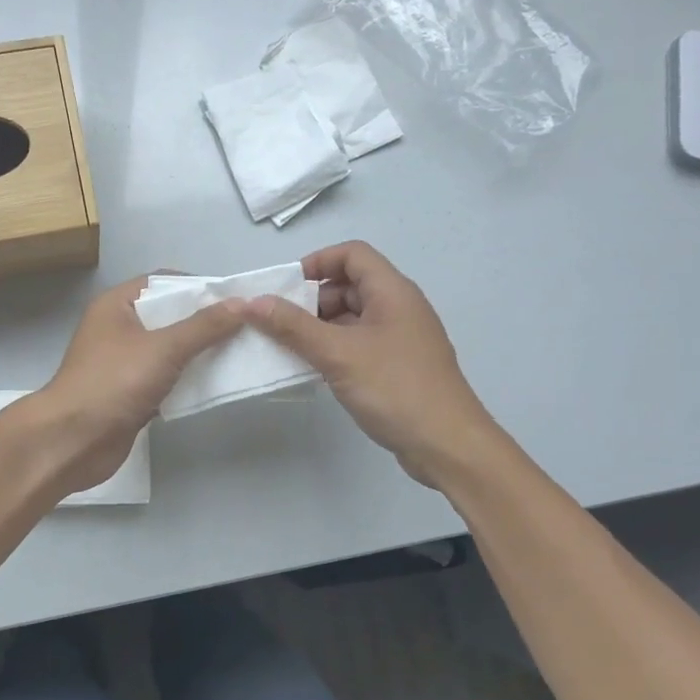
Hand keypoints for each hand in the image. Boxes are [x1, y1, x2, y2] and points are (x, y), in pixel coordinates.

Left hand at [32, 275, 243, 493]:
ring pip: (169, 351)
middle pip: (169, 317)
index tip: (233, 297)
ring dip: (199, 353)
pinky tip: (217, 383)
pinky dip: (188, 381)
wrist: (73, 441)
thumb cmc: (113, 382)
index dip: (197, 286)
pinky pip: (166, 379)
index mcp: (116, 305)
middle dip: (204, 322)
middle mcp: (118, 329)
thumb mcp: (164, 348)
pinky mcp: (130, 394)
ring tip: (240, 352)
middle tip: (245, 326)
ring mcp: (123, 363)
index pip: (162, 283)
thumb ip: (204, 326)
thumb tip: (242, 303)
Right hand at [241, 241, 494, 486]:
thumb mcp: (337, 354)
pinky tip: (314, 370)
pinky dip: (335, 349)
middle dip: (313, 300)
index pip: (352, 254)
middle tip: (280, 324)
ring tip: (290, 348)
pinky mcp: (399, 366)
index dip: (317, 262)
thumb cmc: (394, 388)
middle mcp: (400, 307)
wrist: (447, 445)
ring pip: (354, 317)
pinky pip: (361, 344)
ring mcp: (402, 338)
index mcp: (393, 292)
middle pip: (351, 285)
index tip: (286, 288)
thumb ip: (293, 327)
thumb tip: (252, 302)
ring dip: (321, 327)